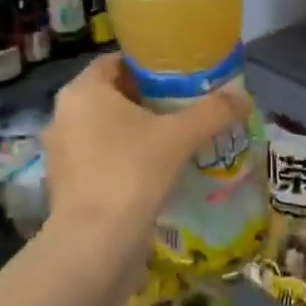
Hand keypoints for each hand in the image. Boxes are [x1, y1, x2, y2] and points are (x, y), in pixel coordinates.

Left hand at [42, 53, 250, 279]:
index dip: (148, 66)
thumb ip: (213, 112)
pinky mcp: (64, 183)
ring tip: (173, 140)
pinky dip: (122, 158)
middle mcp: (64, 115)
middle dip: (146, 100)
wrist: (95, 244)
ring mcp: (60, 151)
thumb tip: (245, 97)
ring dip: (135, 131)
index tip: (180, 77)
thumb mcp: (179, 137)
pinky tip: (152, 171)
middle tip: (184, 107)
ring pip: (104, 128)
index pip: (116, 62)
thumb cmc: (131, 173)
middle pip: (111, 95)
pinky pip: (98, 157)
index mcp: (83, 91)